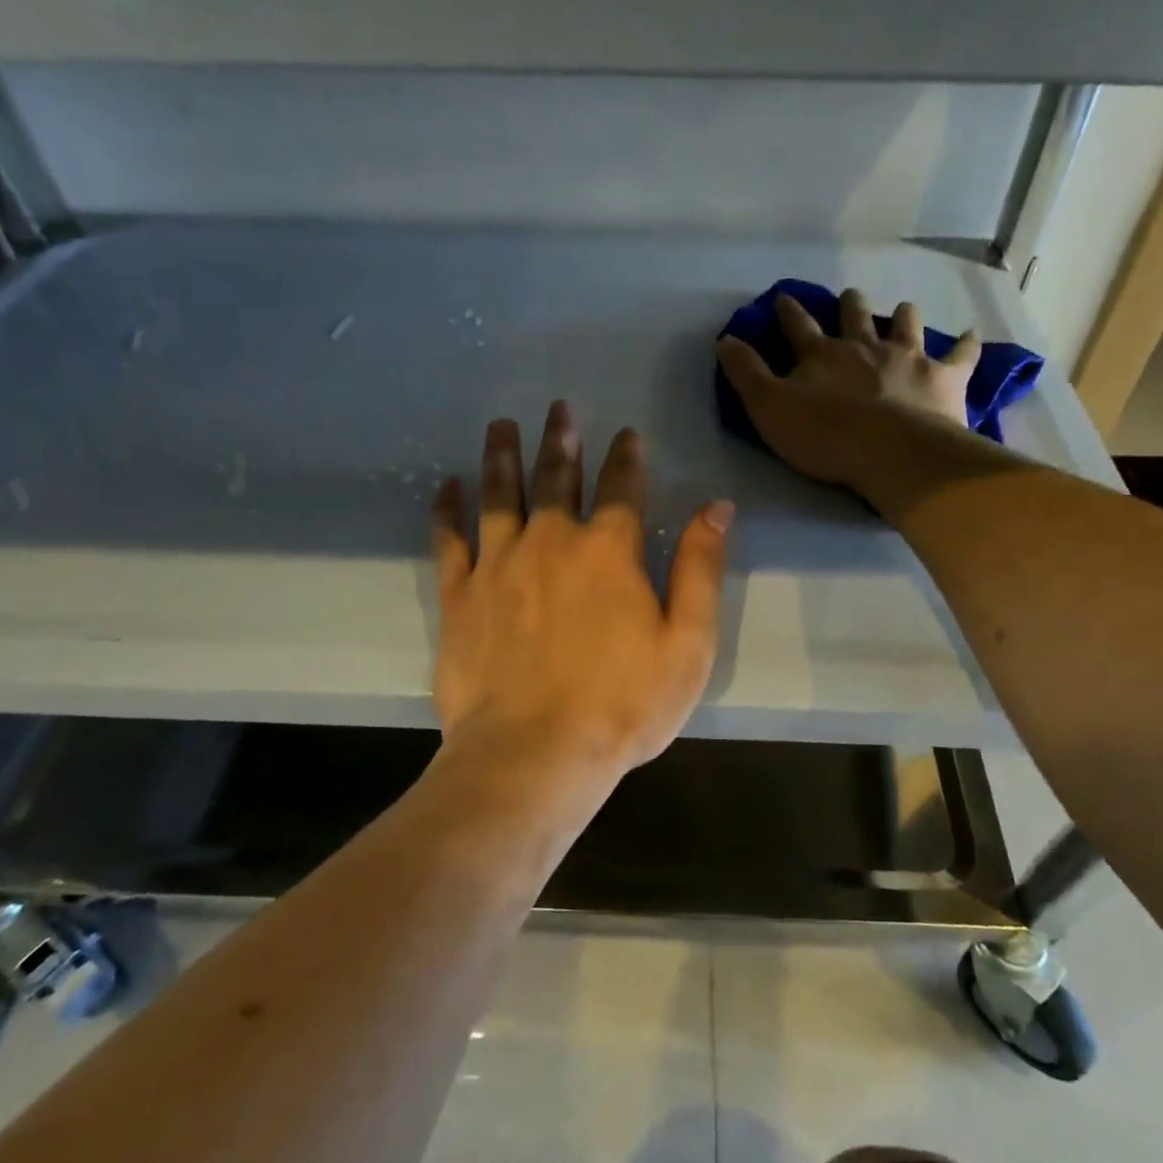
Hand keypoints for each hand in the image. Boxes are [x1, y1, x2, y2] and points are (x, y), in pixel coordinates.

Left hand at [430, 401, 733, 785]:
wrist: (531, 755)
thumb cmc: (621, 705)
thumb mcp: (687, 643)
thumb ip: (701, 568)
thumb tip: (717, 506)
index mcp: (610, 551)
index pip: (622, 486)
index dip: (627, 456)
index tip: (627, 432)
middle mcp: (552, 541)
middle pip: (557, 476)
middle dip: (562, 439)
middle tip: (558, 407)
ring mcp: (499, 564)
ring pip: (501, 494)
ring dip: (502, 455)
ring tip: (501, 423)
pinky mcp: (460, 595)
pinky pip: (449, 539)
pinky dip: (447, 509)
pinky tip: (446, 485)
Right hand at [717, 288, 981, 493]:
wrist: (893, 454)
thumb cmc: (825, 436)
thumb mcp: (769, 408)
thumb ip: (746, 374)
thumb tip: (725, 338)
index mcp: (821, 354)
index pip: (798, 326)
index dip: (788, 312)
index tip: (784, 297)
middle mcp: (864, 346)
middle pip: (855, 315)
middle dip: (849, 305)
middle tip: (849, 297)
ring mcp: (908, 357)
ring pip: (906, 324)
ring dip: (903, 316)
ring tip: (903, 310)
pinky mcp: (944, 377)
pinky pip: (961, 355)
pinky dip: (966, 345)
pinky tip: (972, 336)